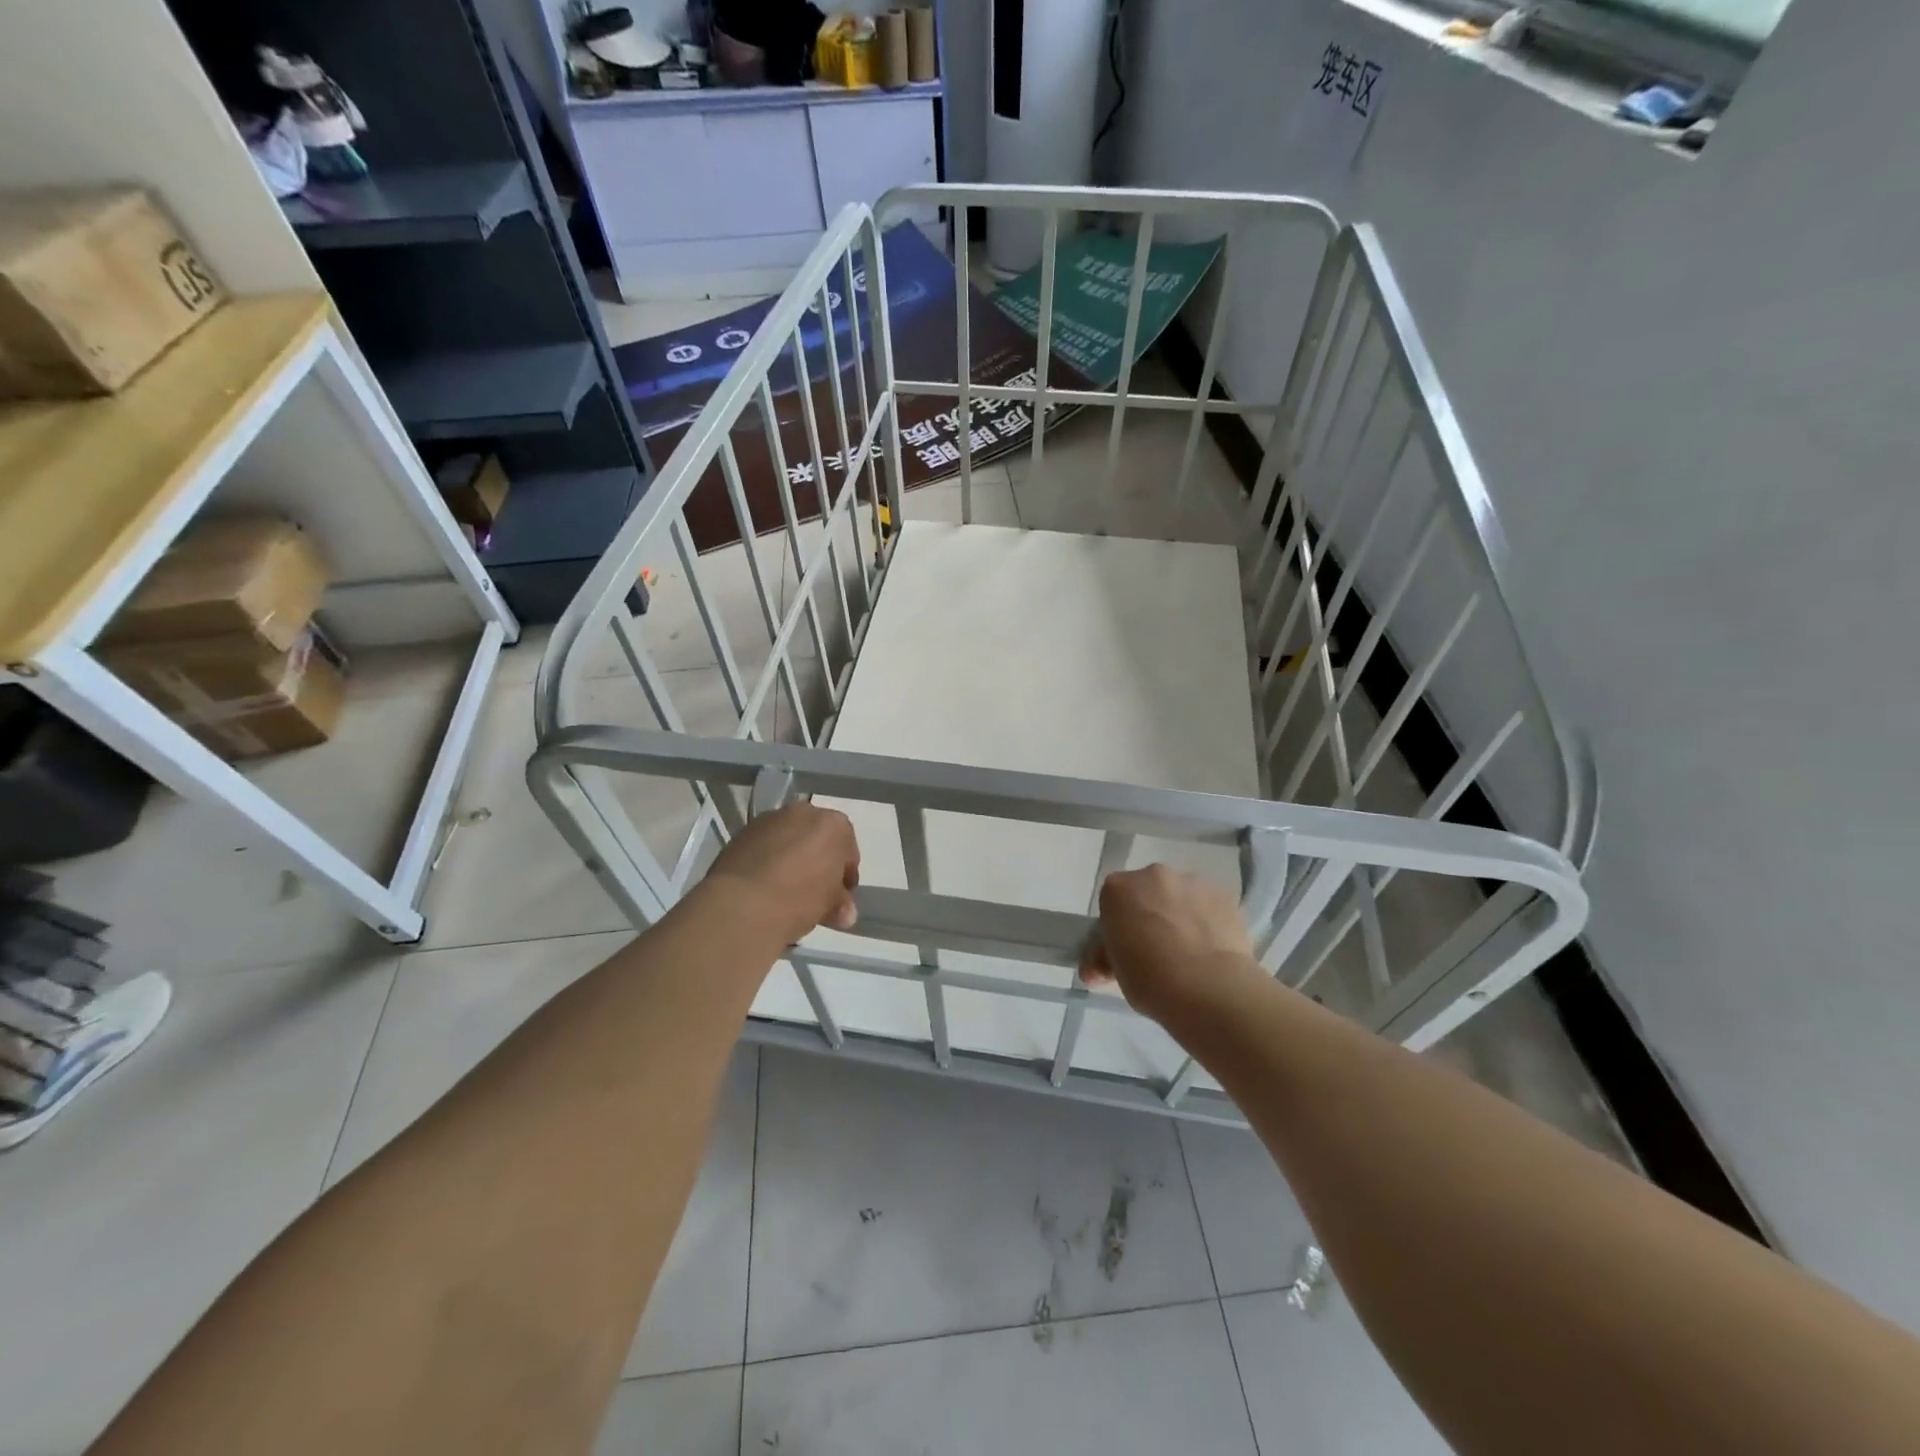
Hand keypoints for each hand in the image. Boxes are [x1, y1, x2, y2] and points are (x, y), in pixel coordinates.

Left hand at [703, 802, 859, 944]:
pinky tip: (763, 886)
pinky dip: (767, 860)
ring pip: (789, 839)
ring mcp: (770, 819)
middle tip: (814, 892)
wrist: (742, 904)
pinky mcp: (742, 832)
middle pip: (818, 839)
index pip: (848, 851)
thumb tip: (844, 912)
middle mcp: (804, 812)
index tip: (840, 898)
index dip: (846, 877)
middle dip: (818, 862)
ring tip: (784, 890)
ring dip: (791, 859)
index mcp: (834, 825)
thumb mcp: (830, 906)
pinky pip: (764, 846)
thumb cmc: (799, 899)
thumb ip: (841, 904)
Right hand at [1081, 864, 1257, 1024]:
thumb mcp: (1115, 972)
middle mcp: (1154, 875)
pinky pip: (1210, 906)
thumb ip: (1103, 959)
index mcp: (1118, 888)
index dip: (1120, 924)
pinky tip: (1213, 950)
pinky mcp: (1225, 895)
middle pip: (1148, 891)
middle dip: (1151, 913)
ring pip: (1182, 896)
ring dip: (1182, 914)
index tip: (1127, 947)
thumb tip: (1094, 970)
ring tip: (1191, 952)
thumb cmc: (1149, 978)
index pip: (1113, 900)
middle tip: (1158, 950)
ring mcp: (1193, 882)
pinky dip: (1209, 921)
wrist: (1208, 988)